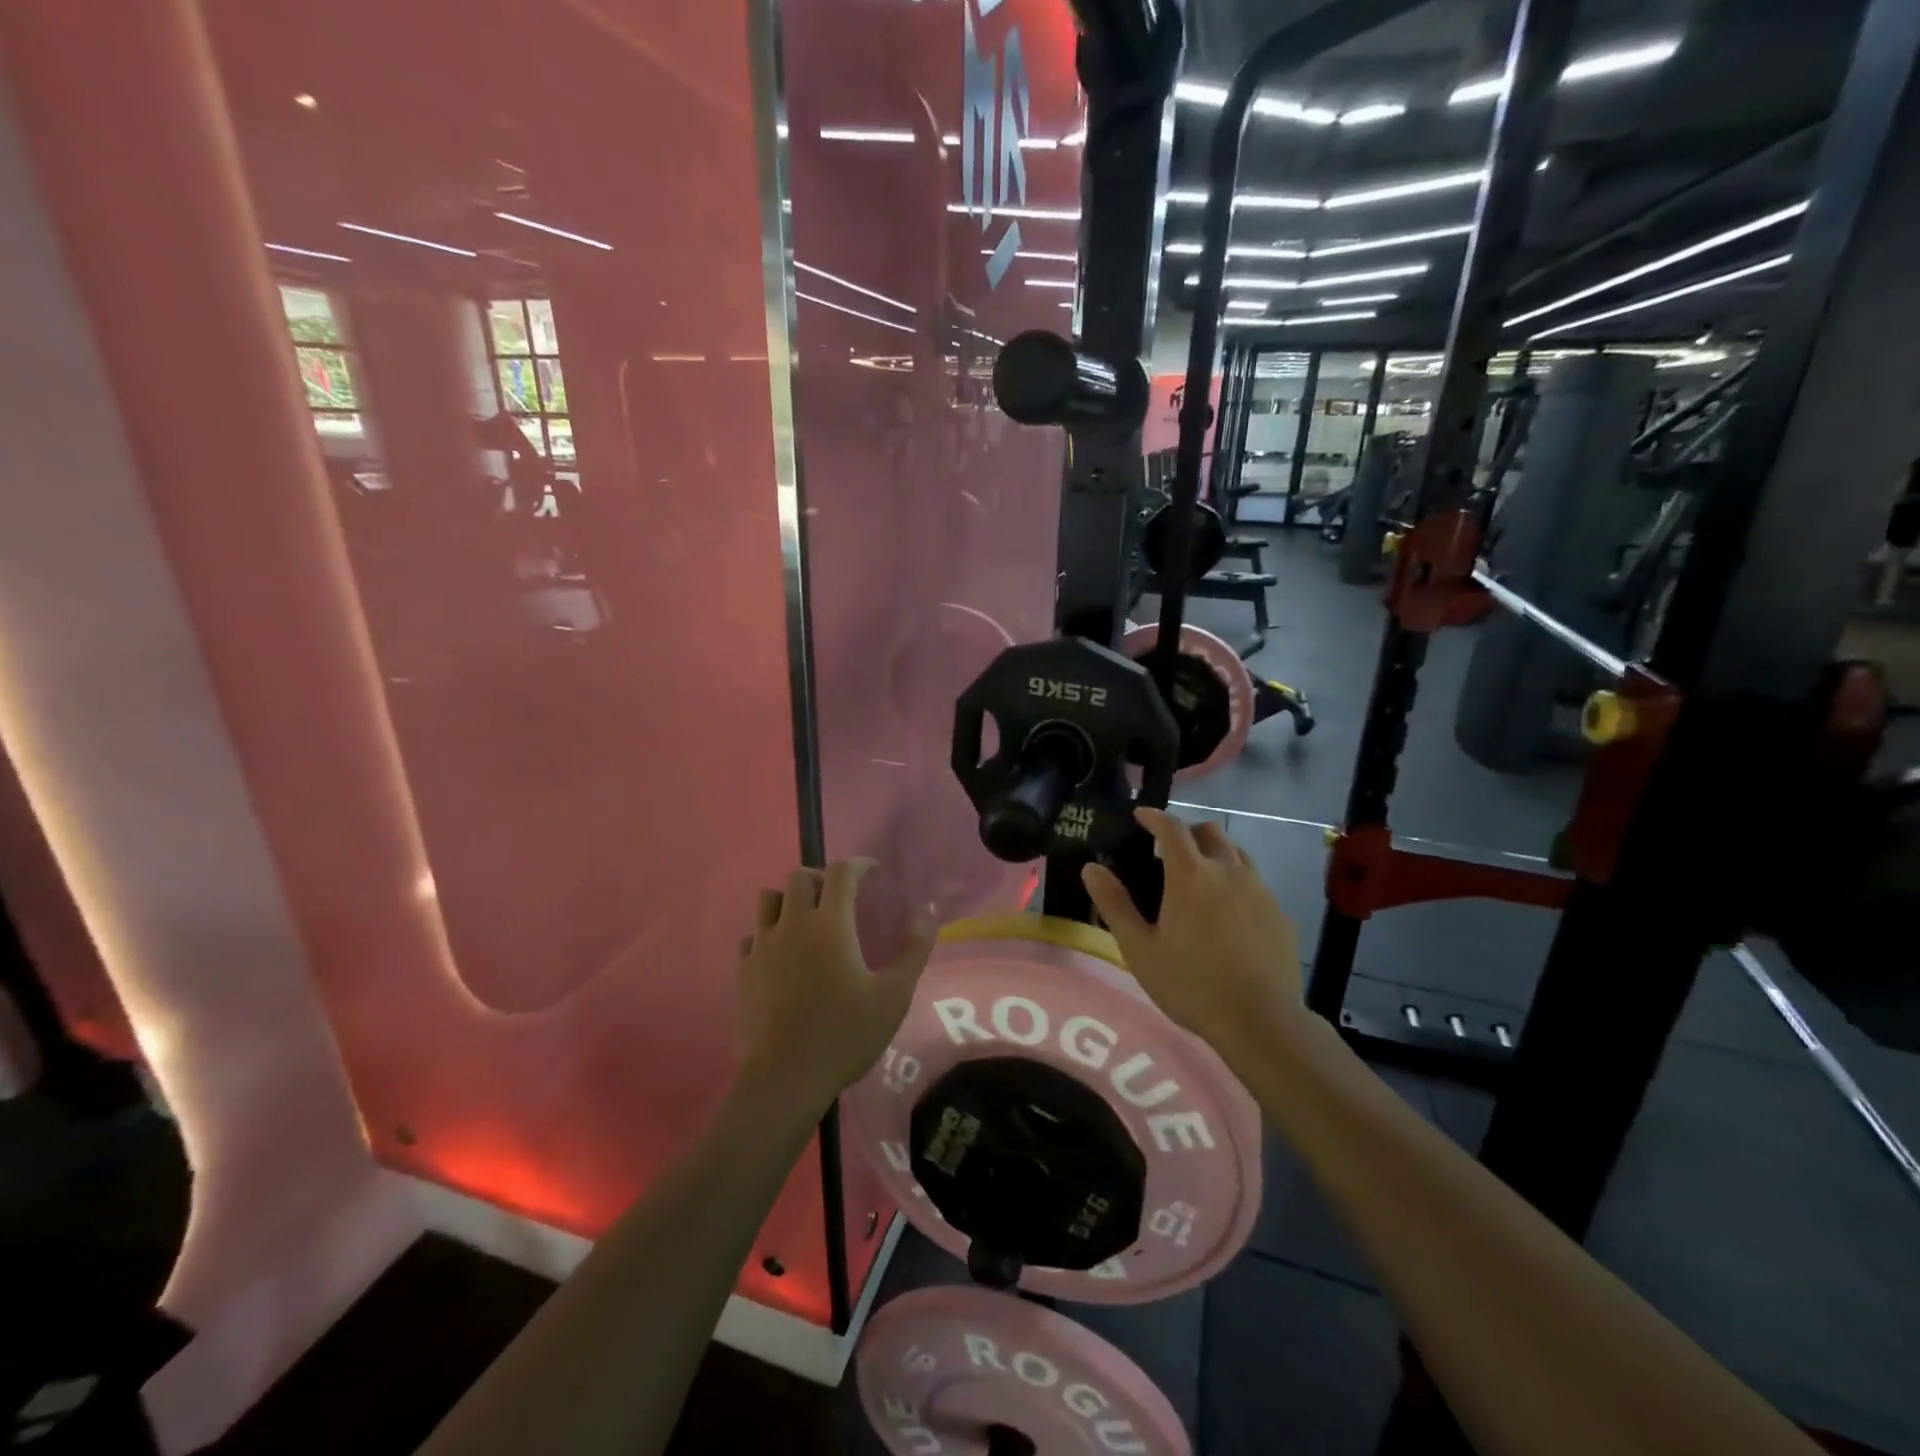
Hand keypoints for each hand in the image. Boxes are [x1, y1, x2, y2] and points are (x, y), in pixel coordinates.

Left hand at [735, 860, 935, 1113]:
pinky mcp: (743, 969)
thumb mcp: (893, 996)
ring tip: (808, 920)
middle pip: (801, 876)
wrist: (784, 1080)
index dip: (860, 865)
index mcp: (830, 924)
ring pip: (770, 898)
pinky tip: (783, 954)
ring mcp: (763, 945)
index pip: (842, 872)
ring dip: (791, 899)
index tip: (874, 874)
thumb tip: (926, 910)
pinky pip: (753, 934)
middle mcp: (792, 924)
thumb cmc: (844, 1035)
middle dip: (823, 878)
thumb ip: (914, 949)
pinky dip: (769, 932)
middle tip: (841, 899)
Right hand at [1082, 809, 1306, 1067]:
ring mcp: (1260, 890)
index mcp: (1191, 875)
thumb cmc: (1190, 984)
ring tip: (1199, 876)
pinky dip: (1236, 882)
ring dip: (1215, 853)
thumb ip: (1114, 904)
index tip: (1140, 815)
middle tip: (1168, 849)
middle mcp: (1228, 871)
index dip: (1153, 816)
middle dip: (1187, 831)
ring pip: (1237, 853)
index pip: (1171, 828)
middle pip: (1210, 831)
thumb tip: (1091, 868)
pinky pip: (1256, 883)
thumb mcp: (1139, 948)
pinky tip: (1228, 912)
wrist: (1260, 1022)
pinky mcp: (1280, 913)